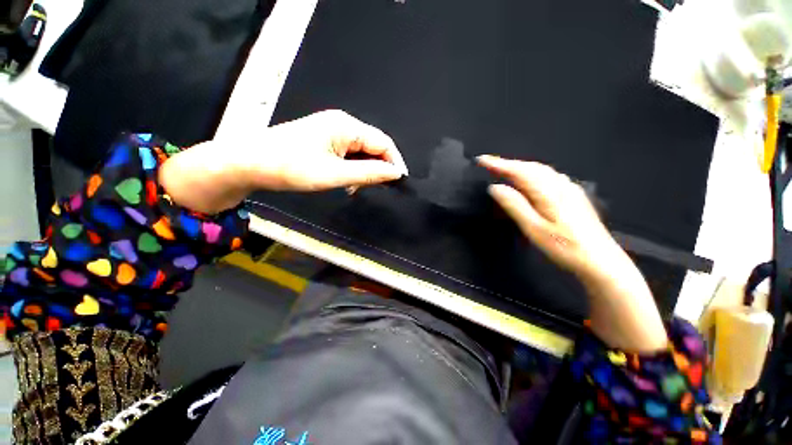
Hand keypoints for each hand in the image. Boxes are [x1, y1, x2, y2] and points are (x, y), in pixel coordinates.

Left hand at [159, 110, 407, 213]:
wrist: (249, 162)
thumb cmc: (291, 167)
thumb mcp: (334, 174)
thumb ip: (368, 173)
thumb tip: (396, 174)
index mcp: (346, 126)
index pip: (384, 143)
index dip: (395, 163)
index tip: (399, 183)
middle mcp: (342, 123)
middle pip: (374, 146)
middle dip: (379, 168)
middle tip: (376, 189)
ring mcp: (332, 131)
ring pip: (362, 152)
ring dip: (365, 171)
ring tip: (356, 188)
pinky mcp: (325, 140)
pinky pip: (349, 154)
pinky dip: (353, 169)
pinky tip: (346, 181)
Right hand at [478, 155, 667, 351]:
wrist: (600, 259)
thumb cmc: (564, 246)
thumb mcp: (533, 228)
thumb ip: (514, 205)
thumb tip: (495, 187)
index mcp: (548, 191)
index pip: (519, 171)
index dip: (498, 164)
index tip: (482, 160)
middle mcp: (559, 184)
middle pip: (530, 167)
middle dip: (508, 163)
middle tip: (489, 164)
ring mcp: (569, 188)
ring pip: (540, 170)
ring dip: (520, 167)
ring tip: (504, 169)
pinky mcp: (573, 195)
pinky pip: (548, 176)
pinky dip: (532, 172)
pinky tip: (529, 179)